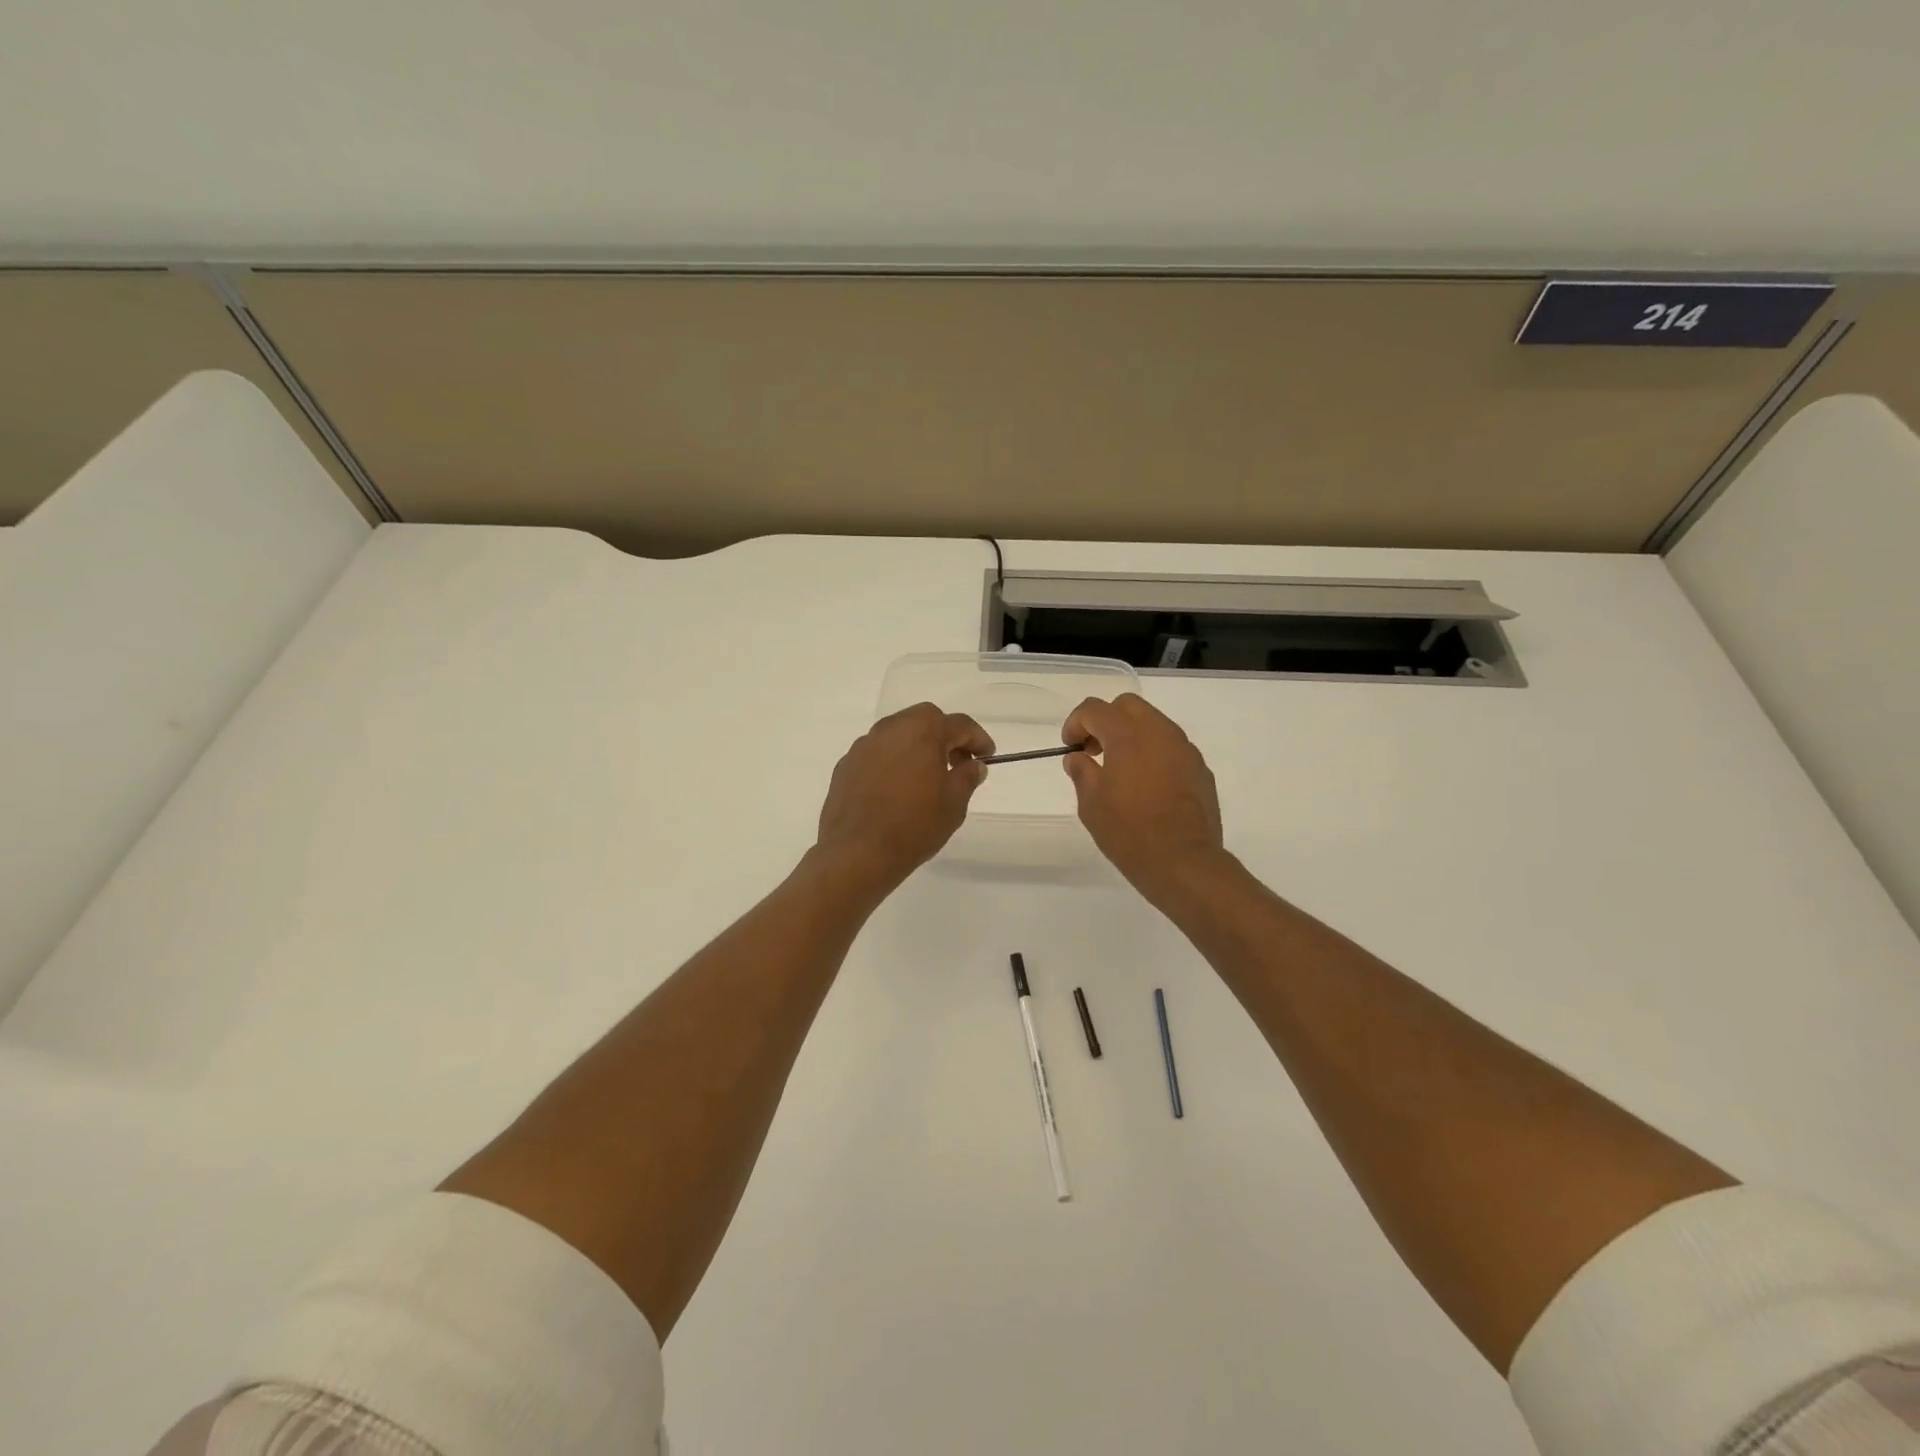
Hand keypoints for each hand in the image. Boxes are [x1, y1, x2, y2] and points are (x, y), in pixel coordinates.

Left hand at [813, 703, 993, 896]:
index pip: (959, 724)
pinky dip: (893, 761)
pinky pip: (877, 753)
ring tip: (926, 776)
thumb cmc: (914, 826)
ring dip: (917, 746)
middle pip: (925, 719)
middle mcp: (891, 729)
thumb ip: (967, 777)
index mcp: (923, 731)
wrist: (857, 853)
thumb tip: (973, 764)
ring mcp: (864, 745)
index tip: (987, 756)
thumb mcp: (954, 804)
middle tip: (957, 762)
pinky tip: (896, 788)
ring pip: (898, 733)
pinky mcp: (846, 765)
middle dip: (945, 735)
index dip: (978, 739)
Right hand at [1061, 693, 1226, 905]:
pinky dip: (1154, 754)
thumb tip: (1078, 758)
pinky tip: (1147, 786)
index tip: (1070, 747)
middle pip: (1128, 706)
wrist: (1183, 861)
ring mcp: (1185, 749)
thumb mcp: (1091, 804)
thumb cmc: (1129, 832)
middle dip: (1106, 720)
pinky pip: (1172, 747)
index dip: (1076, 723)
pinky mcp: (1200, 769)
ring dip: (1132, 735)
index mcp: (1128, 735)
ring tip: (1121, 770)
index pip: (1095, 709)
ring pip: (1154, 723)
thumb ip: (1082, 772)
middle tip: (1094, 751)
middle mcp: (1160, 732)